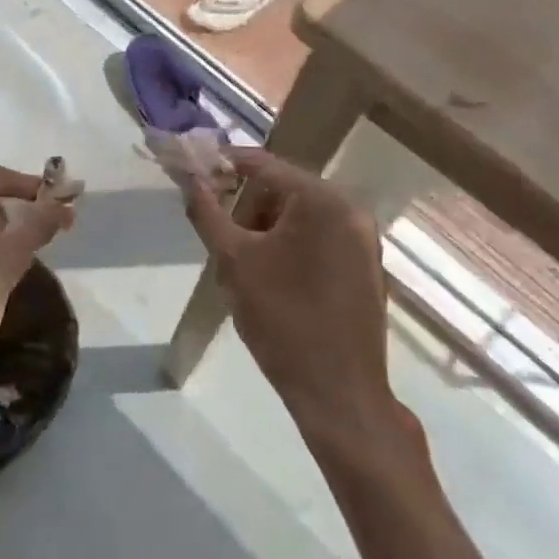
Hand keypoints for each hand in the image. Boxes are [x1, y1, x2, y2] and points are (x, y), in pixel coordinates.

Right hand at [184, 149, 416, 444]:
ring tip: (245, 265)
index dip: (224, 164)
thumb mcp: (233, 261)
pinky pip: (321, 236)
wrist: (340, 393)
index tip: (193, 173)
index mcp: (321, 199)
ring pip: (301, 214)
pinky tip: (274, 278)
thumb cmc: (282, 319)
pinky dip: (292, 244)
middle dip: (247, 206)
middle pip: (283, 188)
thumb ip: (207, 211)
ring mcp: (364, 238)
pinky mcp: (367, 265)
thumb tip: (191, 179)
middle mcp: (350, 208)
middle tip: (221, 235)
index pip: (263, 164)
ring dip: (267, 227)